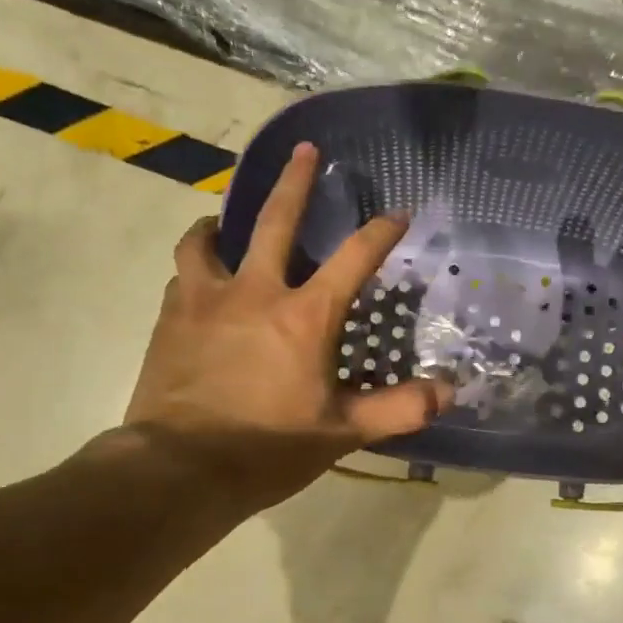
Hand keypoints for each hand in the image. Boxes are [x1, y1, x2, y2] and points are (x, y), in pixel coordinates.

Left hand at [121, 143, 449, 511]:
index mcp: (305, 316)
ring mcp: (206, 300)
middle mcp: (255, 292)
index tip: (398, 213)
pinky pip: (184, 276)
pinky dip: (198, 268)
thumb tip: (450, 392)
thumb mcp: (343, 433)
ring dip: (222, 222)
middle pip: (275, 220)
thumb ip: (399, 409)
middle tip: (307, 151)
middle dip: (296, 181)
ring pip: (207, 239)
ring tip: (224, 221)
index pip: (354, 259)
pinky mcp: (171, 318)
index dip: (381, 232)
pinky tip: (201, 282)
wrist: (180, 470)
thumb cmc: (269, 449)